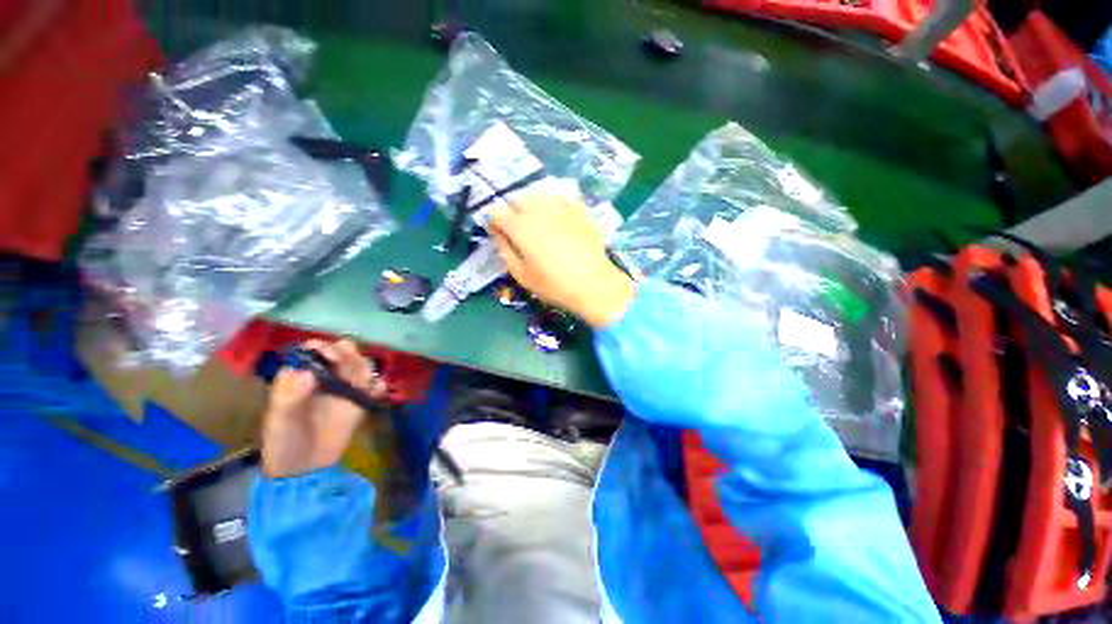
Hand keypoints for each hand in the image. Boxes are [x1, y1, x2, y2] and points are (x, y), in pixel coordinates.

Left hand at [260, 339, 385, 478]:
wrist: (303, 470)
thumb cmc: (284, 442)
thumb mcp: (280, 421)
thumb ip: (291, 396)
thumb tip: (308, 373)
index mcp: (301, 377)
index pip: (313, 352)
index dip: (321, 348)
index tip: (327, 354)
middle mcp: (325, 377)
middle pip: (343, 354)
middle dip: (347, 352)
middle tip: (347, 361)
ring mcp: (345, 389)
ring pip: (361, 366)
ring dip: (364, 365)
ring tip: (362, 379)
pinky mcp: (360, 402)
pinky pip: (375, 386)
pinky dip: (379, 385)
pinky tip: (376, 392)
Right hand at [489, 192, 634, 328]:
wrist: (594, 285)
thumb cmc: (554, 285)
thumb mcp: (522, 276)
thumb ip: (506, 252)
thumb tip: (500, 237)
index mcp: (521, 227)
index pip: (496, 212)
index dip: (494, 222)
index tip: (497, 233)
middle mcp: (539, 210)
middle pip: (517, 198)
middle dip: (513, 211)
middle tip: (518, 228)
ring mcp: (562, 207)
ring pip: (540, 194)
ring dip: (533, 204)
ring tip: (538, 220)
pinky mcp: (580, 211)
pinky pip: (563, 199)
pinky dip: (556, 205)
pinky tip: (560, 218)